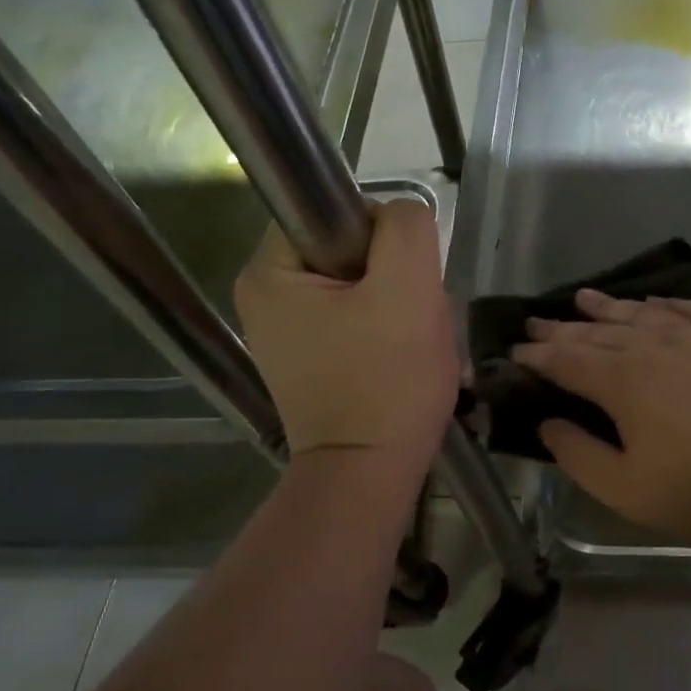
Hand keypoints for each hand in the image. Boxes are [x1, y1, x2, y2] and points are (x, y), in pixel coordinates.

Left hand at [233, 200, 456, 470]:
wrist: (369, 476)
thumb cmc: (386, 383)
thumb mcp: (408, 289)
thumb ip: (406, 229)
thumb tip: (399, 217)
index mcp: (270, 273)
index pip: (336, 214)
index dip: (385, 237)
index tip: (408, 280)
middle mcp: (268, 299)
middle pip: (354, 256)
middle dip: (400, 282)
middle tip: (420, 321)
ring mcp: (290, 336)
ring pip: (366, 291)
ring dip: (405, 311)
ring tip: (422, 348)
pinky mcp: (314, 363)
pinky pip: (362, 324)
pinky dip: (393, 337)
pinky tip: (411, 363)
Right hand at [510, 289, 690, 549]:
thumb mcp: (630, 492)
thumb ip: (581, 456)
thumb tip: (547, 425)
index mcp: (623, 382)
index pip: (566, 361)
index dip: (536, 357)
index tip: (513, 352)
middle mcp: (656, 347)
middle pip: (598, 332)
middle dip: (562, 328)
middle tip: (536, 321)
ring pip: (642, 314)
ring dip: (609, 307)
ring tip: (585, 297)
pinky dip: (667, 304)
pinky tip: (656, 301)